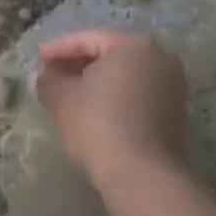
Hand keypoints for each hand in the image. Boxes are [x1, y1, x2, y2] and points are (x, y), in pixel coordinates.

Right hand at [36, 29, 189, 187]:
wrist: (143, 176)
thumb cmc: (99, 123)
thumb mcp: (62, 98)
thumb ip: (49, 81)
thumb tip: (45, 77)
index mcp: (134, 43)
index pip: (88, 39)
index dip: (59, 49)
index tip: (39, 59)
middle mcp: (160, 57)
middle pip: (110, 55)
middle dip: (79, 64)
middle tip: (52, 74)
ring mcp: (173, 86)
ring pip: (125, 77)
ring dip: (97, 83)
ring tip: (70, 94)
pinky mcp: (176, 114)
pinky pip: (138, 96)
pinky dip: (115, 99)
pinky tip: (95, 112)